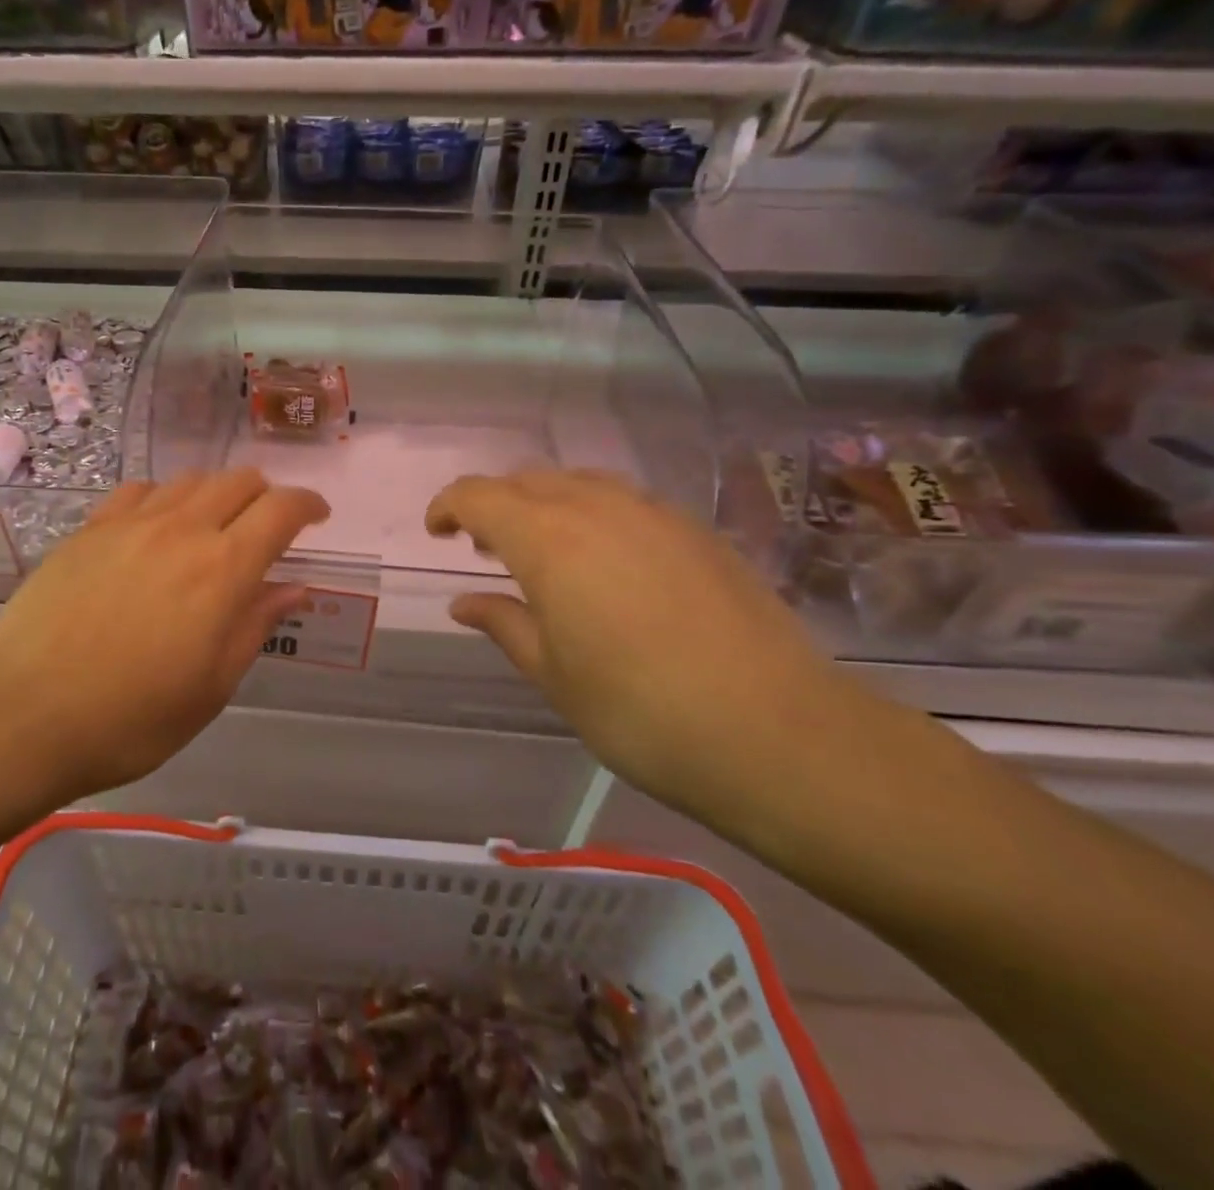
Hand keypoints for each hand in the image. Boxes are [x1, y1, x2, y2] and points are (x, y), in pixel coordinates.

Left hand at [0, 470, 328, 799]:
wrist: (24, 714)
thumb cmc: (131, 718)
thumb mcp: (211, 686)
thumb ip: (255, 626)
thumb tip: (294, 588)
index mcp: (223, 570)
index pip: (281, 510)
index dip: (308, 505)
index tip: (317, 517)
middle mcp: (182, 530)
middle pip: (238, 481)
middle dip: (265, 495)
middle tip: (267, 526)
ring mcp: (130, 524)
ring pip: (189, 480)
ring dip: (216, 494)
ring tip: (213, 527)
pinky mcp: (89, 530)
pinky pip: (138, 492)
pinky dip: (163, 499)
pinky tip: (155, 527)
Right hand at [427, 470, 873, 824]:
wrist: (776, 733)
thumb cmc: (639, 711)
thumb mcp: (552, 674)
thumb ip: (504, 624)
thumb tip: (464, 602)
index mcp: (548, 539)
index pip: (479, 496)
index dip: (448, 506)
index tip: (436, 532)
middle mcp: (597, 508)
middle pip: (528, 480)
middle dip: (495, 504)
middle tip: (484, 548)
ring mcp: (654, 514)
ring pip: (579, 484)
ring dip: (544, 504)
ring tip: (542, 552)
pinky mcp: (697, 531)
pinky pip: (624, 502)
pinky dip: (592, 515)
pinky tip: (606, 564)